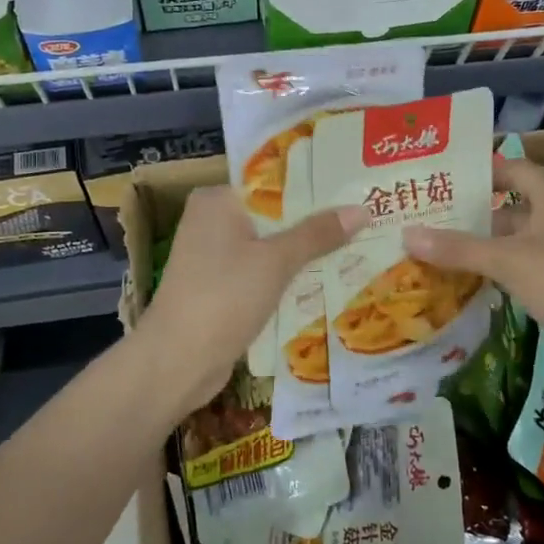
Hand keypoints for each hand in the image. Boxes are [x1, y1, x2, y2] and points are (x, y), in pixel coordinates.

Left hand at [134, 185, 365, 414]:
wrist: (177, 361)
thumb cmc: (224, 297)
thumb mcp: (276, 261)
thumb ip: (318, 234)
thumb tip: (363, 210)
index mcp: (217, 200)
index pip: (272, 182)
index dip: (313, 187)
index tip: (354, 189)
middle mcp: (211, 221)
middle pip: (274, 216)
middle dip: (315, 223)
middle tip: (366, 219)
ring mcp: (213, 257)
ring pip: (270, 248)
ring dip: (304, 253)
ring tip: (358, 246)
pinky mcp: (219, 289)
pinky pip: (262, 274)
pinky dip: (286, 278)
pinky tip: (326, 281)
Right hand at [402, 158, 543, 393]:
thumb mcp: (507, 260)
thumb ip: (457, 247)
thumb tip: (407, 234)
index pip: (513, 169)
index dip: (480, 171)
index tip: (442, 177)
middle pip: (513, 206)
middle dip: (474, 212)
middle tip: (429, 216)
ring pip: (518, 239)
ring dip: (485, 244)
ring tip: (440, 247)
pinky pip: (527, 265)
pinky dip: (501, 268)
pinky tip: (471, 279)